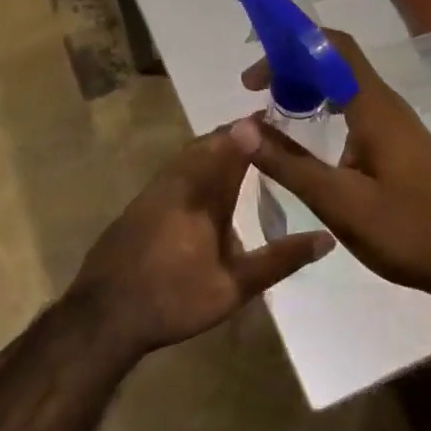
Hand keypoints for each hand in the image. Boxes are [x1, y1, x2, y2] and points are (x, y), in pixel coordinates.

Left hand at [68, 126, 334, 357]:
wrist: (104, 315)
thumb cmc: (174, 298)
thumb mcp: (235, 286)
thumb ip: (280, 259)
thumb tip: (326, 238)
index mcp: (203, 192)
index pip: (233, 144)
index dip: (254, 129)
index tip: (277, 116)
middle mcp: (177, 180)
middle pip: (208, 143)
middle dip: (235, 135)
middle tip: (264, 135)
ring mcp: (153, 191)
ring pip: (188, 156)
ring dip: (213, 149)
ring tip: (240, 154)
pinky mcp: (138, 205)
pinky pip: (174, 171)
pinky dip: (195, 166)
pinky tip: (203, 187)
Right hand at [233, 30, 430, 297]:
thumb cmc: (410, 231)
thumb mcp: (339, 203)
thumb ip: (288, 164)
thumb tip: (239, 127)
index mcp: (374, 107)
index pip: (332, 47)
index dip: (288, 48)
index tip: (253, 79)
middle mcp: (387, 105)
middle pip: (335, 62)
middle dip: (292, 68)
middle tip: (256, 95)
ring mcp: (397, 125)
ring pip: (346, 86)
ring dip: (308, 89)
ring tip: (274, 114)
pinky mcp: (402, 144)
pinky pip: (356, 109)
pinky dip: (326, 110)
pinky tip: (311, 141)